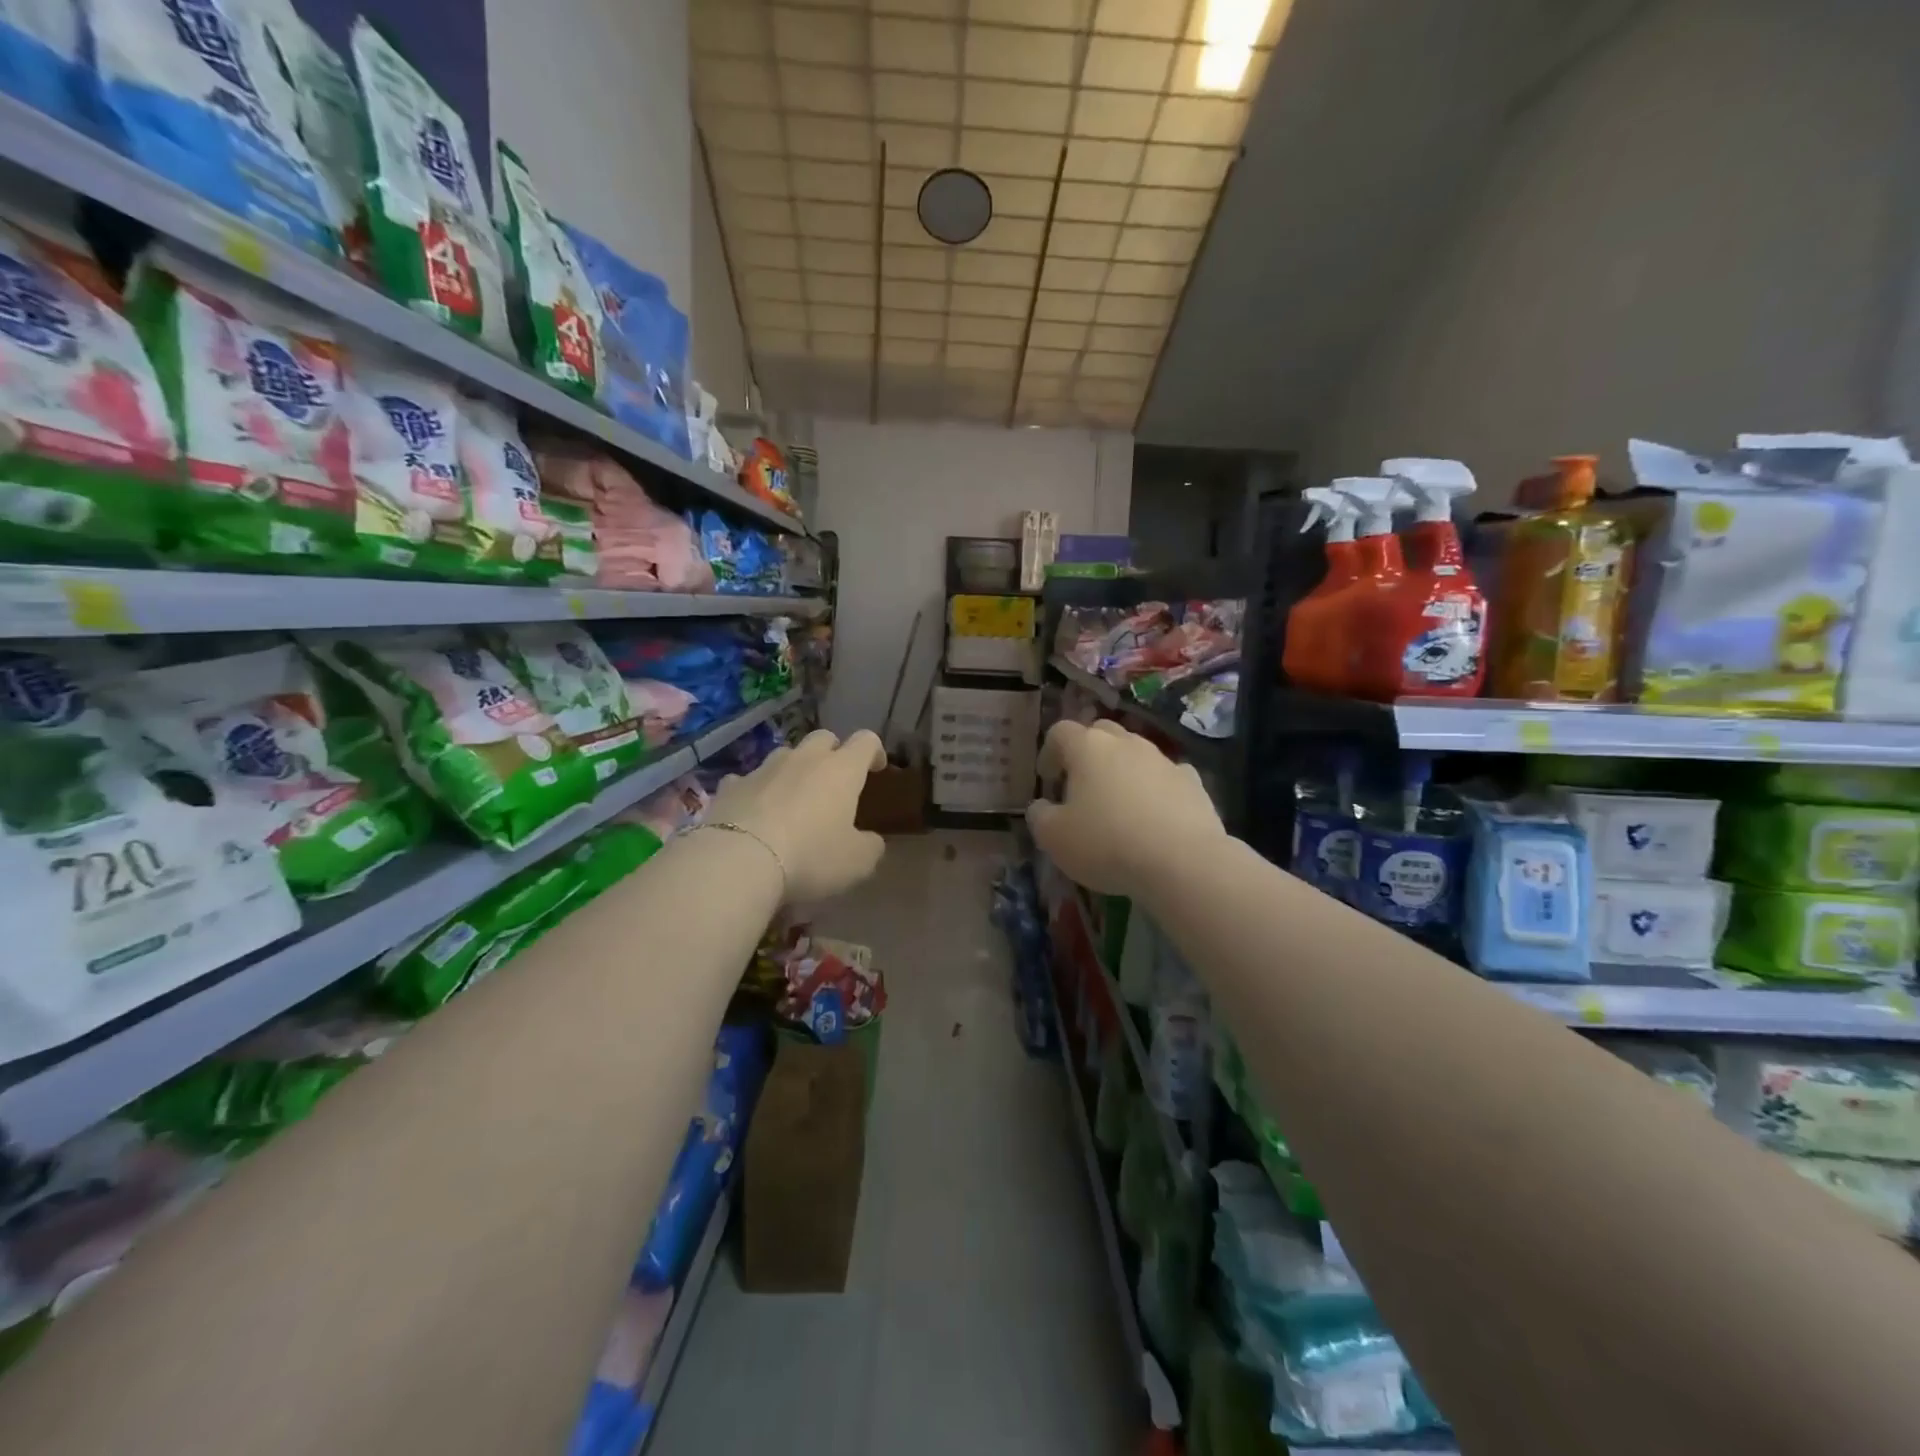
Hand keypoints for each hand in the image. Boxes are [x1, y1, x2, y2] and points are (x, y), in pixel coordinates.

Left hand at [707, 728, 887, 902]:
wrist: (739, 861)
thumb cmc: (810, 856)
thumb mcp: (857, 862)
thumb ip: (870, 847)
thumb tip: (871, 840)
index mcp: (841, 770)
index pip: (866, 742)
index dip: (874, 752)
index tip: (876, 768)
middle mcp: (804, 759)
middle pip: (823, 738)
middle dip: (833, 752)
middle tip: (835, 780)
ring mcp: (763, 769)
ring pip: (785, 755)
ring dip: (793, 769)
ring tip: (793, 797)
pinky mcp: (730, 786)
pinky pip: (747, 780)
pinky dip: (755, 790)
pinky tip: (753, 810)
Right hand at [1026, 720, 1224, 896]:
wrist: (1182, 861)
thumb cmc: (1107, 844)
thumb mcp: (1054, 838)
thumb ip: (1040, 816)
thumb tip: (1041, 806)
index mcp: (1088, 748)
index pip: (1060, 731)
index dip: (1049, 752)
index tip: (1048, 779)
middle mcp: (1126, 743)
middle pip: (1101, 732)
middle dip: (1087, 752)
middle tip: (1081, 784)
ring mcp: (1163, 760)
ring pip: (1136, 752)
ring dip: (1122, 769)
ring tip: (1118, 803)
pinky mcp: (1193, 782)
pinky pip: (1166, 776)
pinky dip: (1156, 787)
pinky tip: (1155, 813)